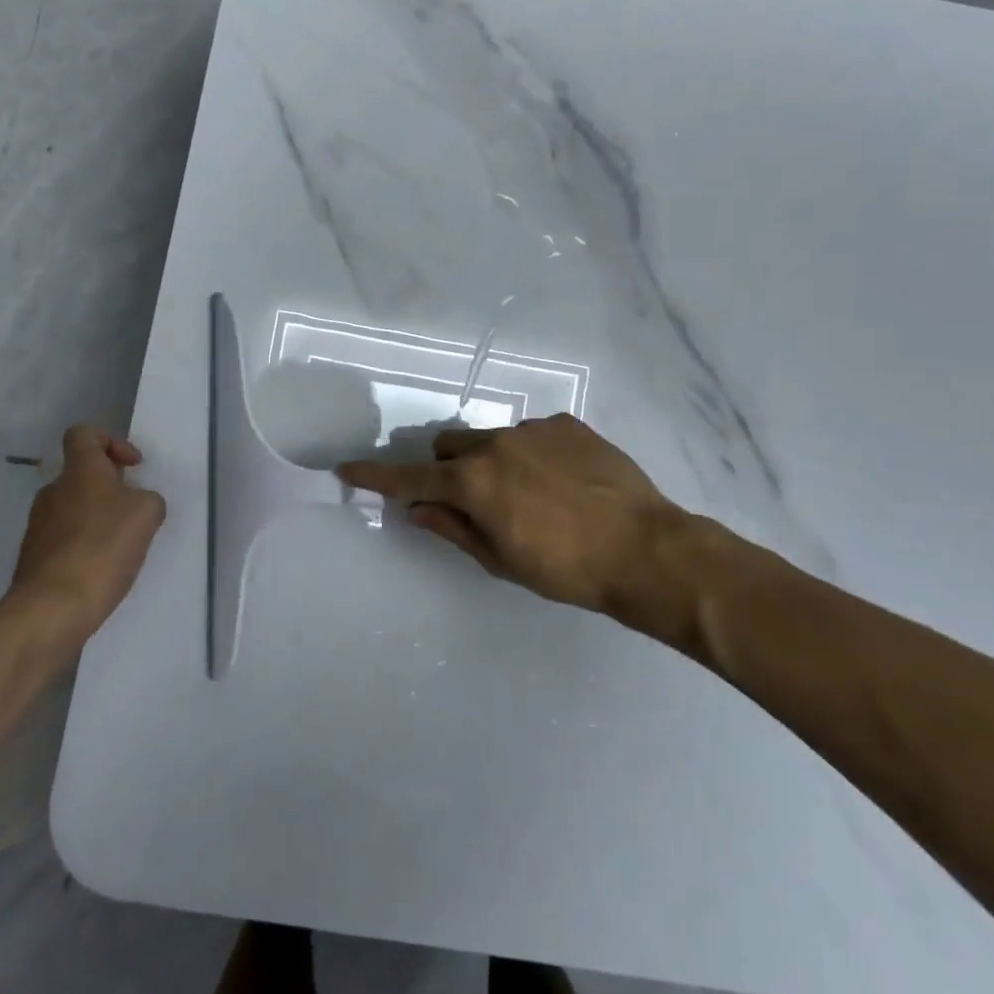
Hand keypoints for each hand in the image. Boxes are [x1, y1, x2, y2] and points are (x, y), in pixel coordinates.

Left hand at [7, 426, 165, 646]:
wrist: (51, 609)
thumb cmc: (102, 548)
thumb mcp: (146, 514)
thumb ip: (148, 499)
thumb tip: (138, 503)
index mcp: (79, 471)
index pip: (84, 434)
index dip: (111, 441)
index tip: (133, 467)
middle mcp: (53, 491)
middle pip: (81, 474)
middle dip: (111, 487)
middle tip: (134, 511)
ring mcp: (38, 525)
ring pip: (74, 508)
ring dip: (98, 518)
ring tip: (122, 545)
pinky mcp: (34, 558)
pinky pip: (65, 539)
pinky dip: (86, 545)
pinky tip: (103, 569)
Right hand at [338, 415, 779, 654]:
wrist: (646, 549)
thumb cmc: (566, 569)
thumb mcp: (501, 560)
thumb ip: (453, 528)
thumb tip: (416, 509)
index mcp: (473, 482)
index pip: (411, 478)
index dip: (377, 476)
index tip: (347, 469)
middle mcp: (496, 444)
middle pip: (449, 448)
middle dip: (448, 470)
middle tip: (475, 502)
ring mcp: (533, 429)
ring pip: (491, 439)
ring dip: (493, 462)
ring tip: (533, 495)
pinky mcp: (567, 424)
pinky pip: (532, 435)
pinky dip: (532, 455)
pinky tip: (564, 482)